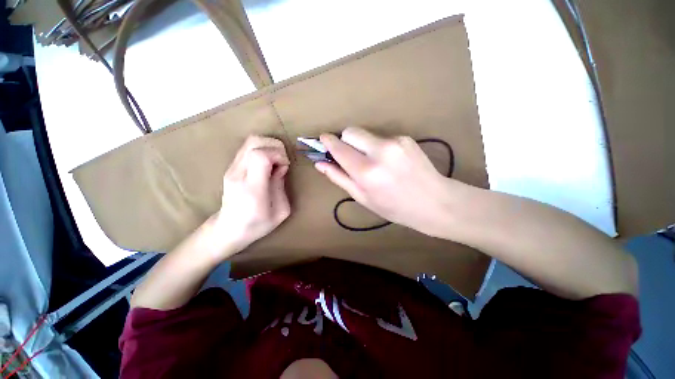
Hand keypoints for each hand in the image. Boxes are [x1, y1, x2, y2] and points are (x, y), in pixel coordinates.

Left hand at [210, 136, 290, 257]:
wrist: (228, 230)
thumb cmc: (257, 225)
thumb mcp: (280, 211)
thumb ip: (281, 186)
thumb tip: (280, 167)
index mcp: (252, 188)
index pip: (260, 156)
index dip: (277, 155)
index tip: (285, 166)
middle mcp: (238, 174)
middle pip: (254, 142)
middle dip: (275, 146)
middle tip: (282, 161)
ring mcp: (232, 169)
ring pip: (250, 141)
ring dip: (268, 146)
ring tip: (276, 161)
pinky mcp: (231, 167)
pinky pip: (247, 148)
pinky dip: (262, 149)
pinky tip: (267, 164)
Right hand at [315, 127, 459, 236]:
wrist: (434, 202)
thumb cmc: (394, 207)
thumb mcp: (363, 198)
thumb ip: (339, 178)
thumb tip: (320, 163)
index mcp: (367, 171)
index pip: (339, 147)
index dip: (328, 142)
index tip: (322, 140)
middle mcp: (380, 151)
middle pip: (351, 132)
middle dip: (345, 141)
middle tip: (350, 157)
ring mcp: (395, 142)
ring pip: (366, 135)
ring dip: (362, 146)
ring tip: (374, 164)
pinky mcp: (406, 138)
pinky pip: (382, 138)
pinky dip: (378, 148)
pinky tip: (389, 162)